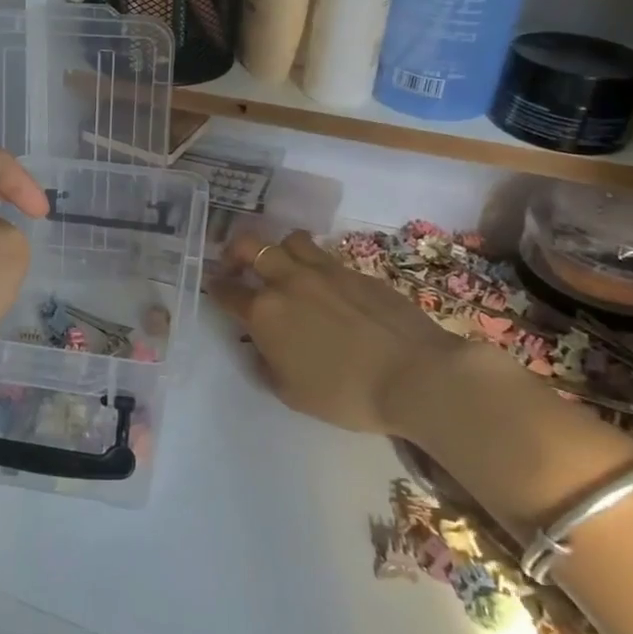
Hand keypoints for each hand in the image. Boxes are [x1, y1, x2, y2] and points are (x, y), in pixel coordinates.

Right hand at [210, 230, 469, 436]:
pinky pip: (325, 256)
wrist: (416, 375)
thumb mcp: (292, 393)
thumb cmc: (346, 394)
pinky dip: (314, 264)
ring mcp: (325, 271)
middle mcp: (288, 281)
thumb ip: (268, 366)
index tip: (215, 287)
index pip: (227, 291)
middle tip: (237, 265)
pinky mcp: (357, 271)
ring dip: (278, 249)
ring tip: (283, 267)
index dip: (216, 288)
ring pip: (290, 240)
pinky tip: (324, 286)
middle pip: (250, 246)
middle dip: (235, 251)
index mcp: (265, 313)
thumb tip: (262, 350)